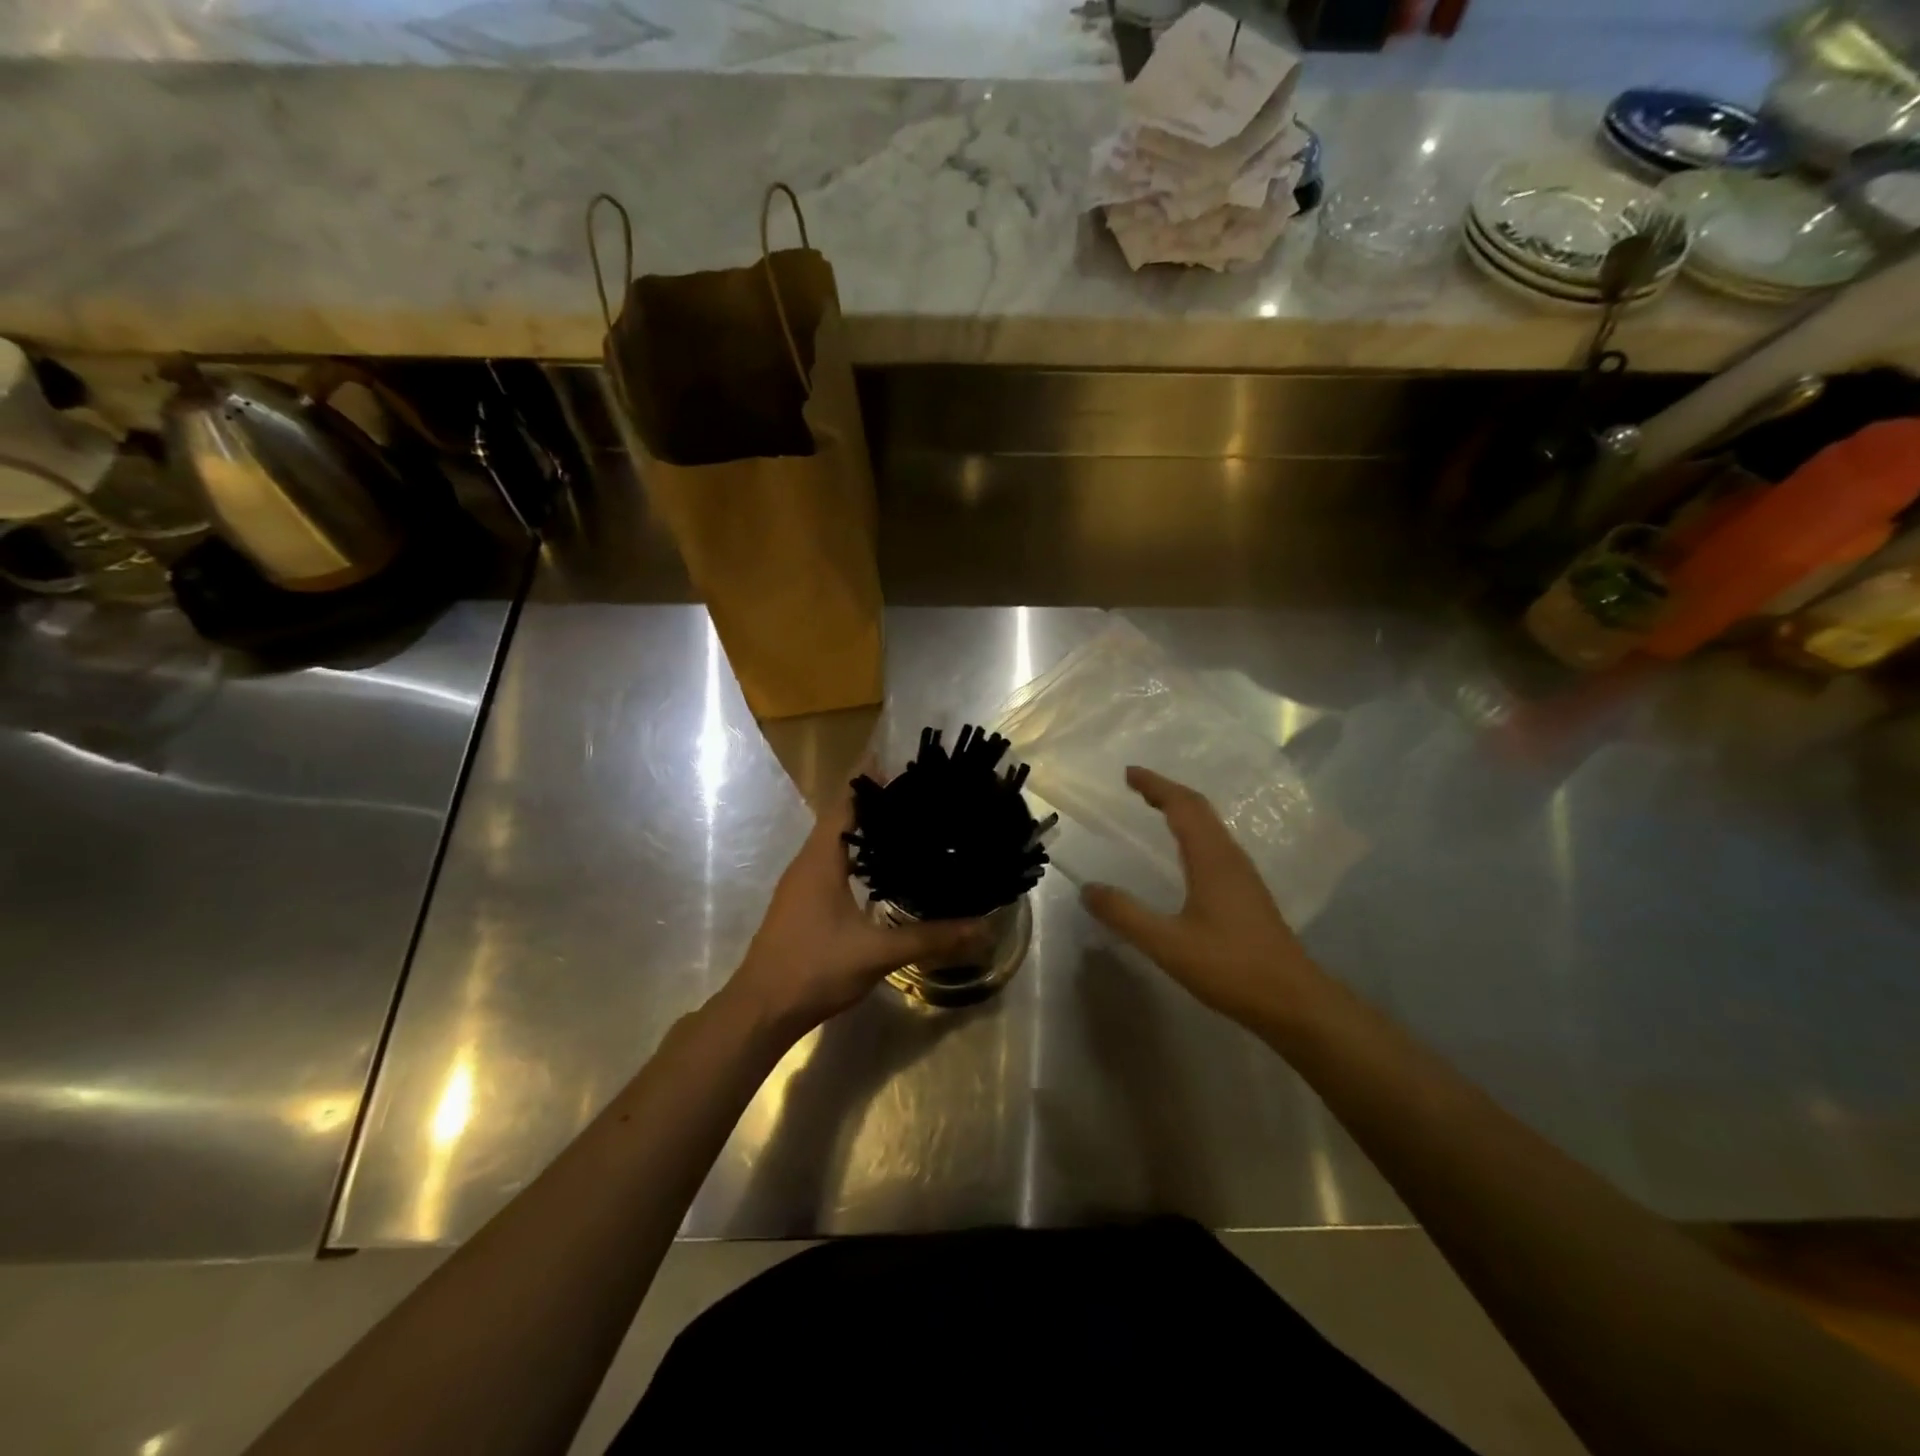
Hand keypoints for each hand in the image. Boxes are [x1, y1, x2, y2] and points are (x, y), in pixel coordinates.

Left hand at [725, 779, 988, 1040]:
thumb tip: (981, 928)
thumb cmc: (814, 969)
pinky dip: (857, 856)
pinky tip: (883, 872)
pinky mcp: (803, 903)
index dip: (870, 780)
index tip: (903, 765)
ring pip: (835, 842)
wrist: (761, 1010)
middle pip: (841, 817)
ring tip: (908, 826)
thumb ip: (929, 937)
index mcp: (821, 859)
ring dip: (866, 830)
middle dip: (876, 803)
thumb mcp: (876, 952)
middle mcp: (808, 862)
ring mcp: (801, 884)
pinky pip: (832, 863)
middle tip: (919, 795)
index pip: (845, 803)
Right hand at [1081, 767, 1317, 1033]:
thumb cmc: (1230, 967)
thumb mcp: (1167, 944)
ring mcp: (1244, 875)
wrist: (1294, 1001)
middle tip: (1136, 785)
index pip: (1183, 806)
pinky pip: (1216, 845)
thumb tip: (1088, 889)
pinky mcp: (1249, 893)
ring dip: (1182, 810)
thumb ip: (1125, 915)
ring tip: (1156, 809)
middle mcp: (1230, 857)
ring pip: (1211, 827)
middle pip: (1200, 809)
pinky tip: (1185, 853)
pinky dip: (1194, 832)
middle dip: (1167, 791)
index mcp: (1211, 859)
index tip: (1128, 773)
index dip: (1155, 786)